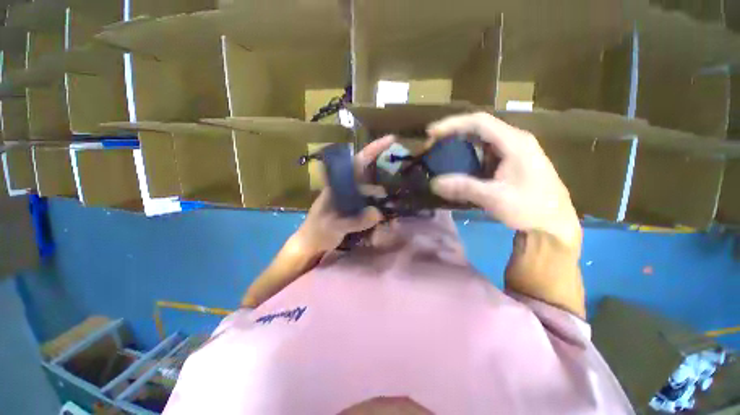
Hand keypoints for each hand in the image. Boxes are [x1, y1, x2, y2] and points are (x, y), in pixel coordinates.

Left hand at [294, 136, 394, 252]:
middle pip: (368, 176)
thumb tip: (378, 213)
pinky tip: (385, 216)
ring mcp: (351, 199)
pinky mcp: (354, 210)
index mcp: (338, 184)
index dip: (373, 150)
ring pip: (371, 192)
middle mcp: (346, 188)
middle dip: (383, 176)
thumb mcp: (333, 226)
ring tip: (394, 207)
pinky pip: (370, 205)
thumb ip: (354, 221)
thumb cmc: (317, 231)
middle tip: (400, 180)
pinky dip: (377, 209)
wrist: (311, 245)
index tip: (391, 140)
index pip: (356, 162)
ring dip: (381, 198)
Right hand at [428, 112, 580, 247]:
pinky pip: (483, 153)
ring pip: (480, 140)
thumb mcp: (495, 198)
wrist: (553, 224)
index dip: (452, 124)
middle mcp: (514, 141)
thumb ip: (463, 187)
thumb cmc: (530, 208)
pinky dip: (466, 156)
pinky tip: (457, 165)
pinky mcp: (509, 162)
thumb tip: (433, 183)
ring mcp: (512, 151)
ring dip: (458, 144)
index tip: (431, 133)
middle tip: (431, 145)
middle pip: (478, 128)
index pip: (479, 122)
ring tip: (439, 153)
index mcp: (514, 142)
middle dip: (452, 134)